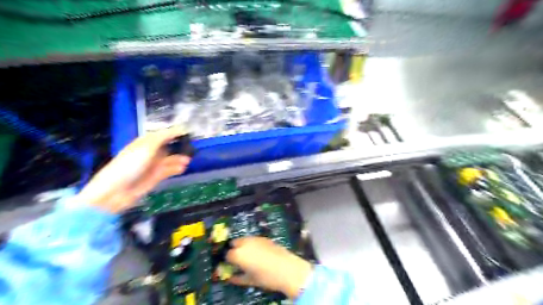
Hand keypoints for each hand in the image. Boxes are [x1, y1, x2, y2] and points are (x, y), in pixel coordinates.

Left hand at [75, 127, 189, 212]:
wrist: (116, 190)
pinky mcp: (155, 177)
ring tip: (188, 160)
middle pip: (167, 147)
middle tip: (191, 147)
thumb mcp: (146, 147)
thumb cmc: (130, 164)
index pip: (161, 135)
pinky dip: (176, 169)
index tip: (187, 132)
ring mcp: (152, 165)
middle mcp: (149, 153)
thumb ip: (163, 137)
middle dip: (178, 147)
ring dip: (179, 159)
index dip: (173, 133)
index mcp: (144, 143)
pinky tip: (183, 168)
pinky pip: (169, 170)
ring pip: (170, 159)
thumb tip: (179, 128)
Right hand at [226, 238, 311, 298]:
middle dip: (234, 249)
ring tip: (249, 256)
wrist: (287, 268)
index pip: (227, 255)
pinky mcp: (264, 238)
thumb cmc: (266, 277)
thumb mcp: (249, 280)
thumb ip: (237, 278)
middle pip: (234, 243)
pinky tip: (259, 253)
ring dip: (243, 246)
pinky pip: (254, 239)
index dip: (228, 261)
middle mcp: (245, 243)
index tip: (231, 266)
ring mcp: (255, 238)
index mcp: (238, 254)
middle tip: (238, 259)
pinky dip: (252, 244)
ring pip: (244, 239)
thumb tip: (230, 277)